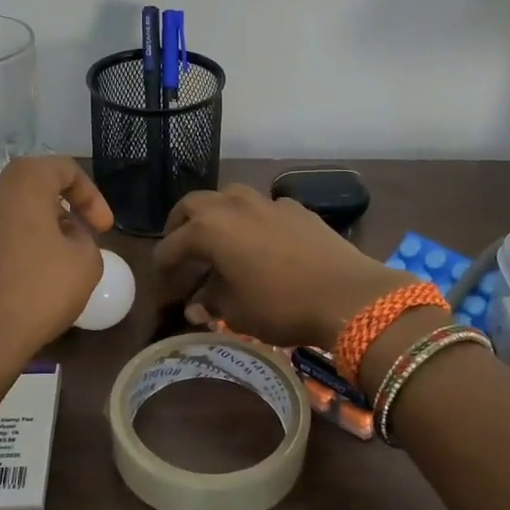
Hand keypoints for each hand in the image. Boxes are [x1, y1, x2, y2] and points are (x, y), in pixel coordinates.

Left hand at [0, 156, 113, 372]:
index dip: (91, 195)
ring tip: (45, 270)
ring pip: (1, 219)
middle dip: (56, 213)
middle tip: (75, 243)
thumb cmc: (34, 293)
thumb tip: (65, 237)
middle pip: (27, 191)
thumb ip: (83, 239)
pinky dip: (1, 259)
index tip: (103, 228)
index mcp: (20, 186)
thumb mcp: (86, 265)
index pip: (62, 168)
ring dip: (27, 236)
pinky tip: (12, 290)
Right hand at [152, 185, 411, 348]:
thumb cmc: (281, 306)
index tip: (163, 286)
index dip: (162, 268)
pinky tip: (261, 242)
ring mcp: (267, 202)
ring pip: (228, 197)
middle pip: (192, 205)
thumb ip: (210, 303)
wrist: (348, 294)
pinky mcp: (296, 208)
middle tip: (181, 249)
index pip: (171, 246)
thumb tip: (195, 305)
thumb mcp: (236, 313)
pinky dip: (251, 220)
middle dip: (180, 226)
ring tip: (218, 239)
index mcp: (208, 229)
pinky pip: (262, 207)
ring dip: (215, 214)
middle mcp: (232, 206)